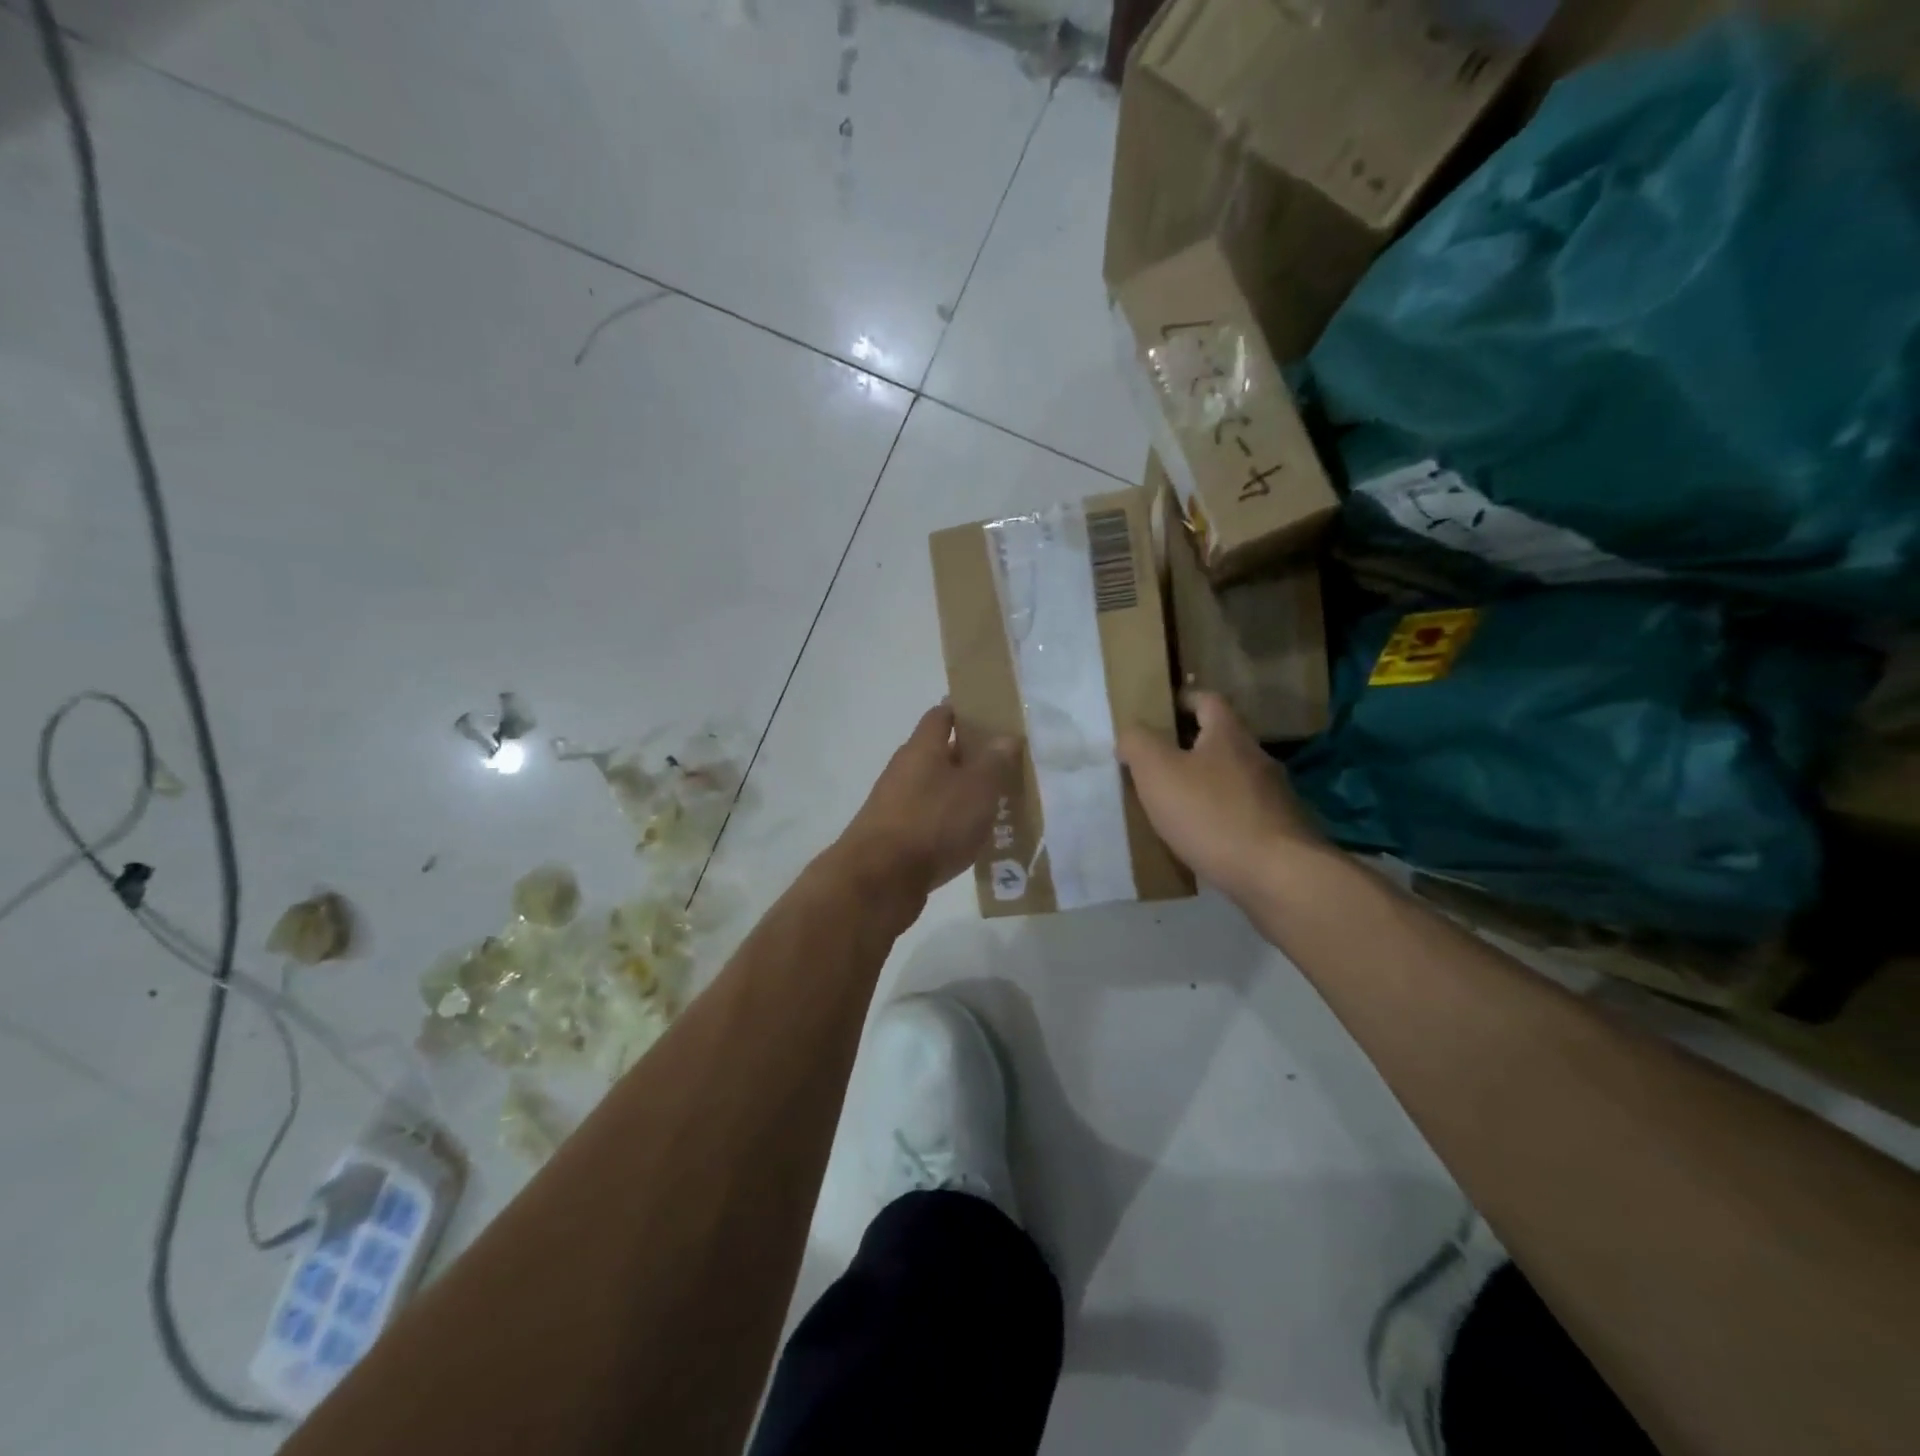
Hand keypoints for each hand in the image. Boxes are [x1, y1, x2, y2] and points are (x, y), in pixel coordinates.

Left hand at [836, 703, 1019, 901]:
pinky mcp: (896, 835)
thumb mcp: (977, 789)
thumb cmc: (933, 822)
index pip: (942, 714)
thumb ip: (994, 761)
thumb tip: (1006, 736)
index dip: (966, 711)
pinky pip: (930, 818)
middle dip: (971, 756)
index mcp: (922, 748)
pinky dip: (951, 821)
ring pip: (937, 788)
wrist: (879, 879)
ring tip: (997, 803)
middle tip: (1006, 764)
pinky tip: (973, 836)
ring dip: (962, 792)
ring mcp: (896, 803)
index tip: (993, 717)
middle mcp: (905, 769)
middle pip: (940, 752)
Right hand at [1117, 690, 1326, 904]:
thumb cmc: (1210, 814)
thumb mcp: (1157, 772)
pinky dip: (1222, 817)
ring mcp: (1275, 796)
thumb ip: (1138, 744)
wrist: (1277, 875)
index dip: (1183, 700)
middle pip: (1222, 740)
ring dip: (1207, 785)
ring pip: (1233, 778)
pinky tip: (1204, 837)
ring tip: (1176, 804)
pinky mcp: (1281, 831)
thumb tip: (1131, 734)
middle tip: (1157, 763)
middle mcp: (1258, 757)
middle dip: (1191, 747)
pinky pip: (1243, 813)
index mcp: (1229, 735)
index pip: (1208, 700)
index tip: (1160, 711)